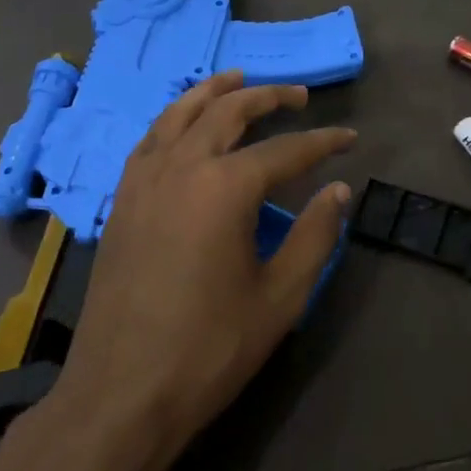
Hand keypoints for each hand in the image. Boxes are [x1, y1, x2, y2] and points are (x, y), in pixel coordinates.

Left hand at [46, 70, 356, 470]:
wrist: (121, 391)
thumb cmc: (209, 349)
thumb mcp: (280, 297)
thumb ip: (314, 236)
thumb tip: (338, 190)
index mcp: (224, 187)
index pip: (285, 150)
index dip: (322, 142)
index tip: (349, 137)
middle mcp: (181, 167)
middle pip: (228, 112)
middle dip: (267, 97)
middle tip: (297, 95)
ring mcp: (143, 180)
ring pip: (180, 114)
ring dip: (213, 92)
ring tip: (238, 78)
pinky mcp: (121, 200)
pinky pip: (150, 140)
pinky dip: (174, 119)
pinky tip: (184, 125)